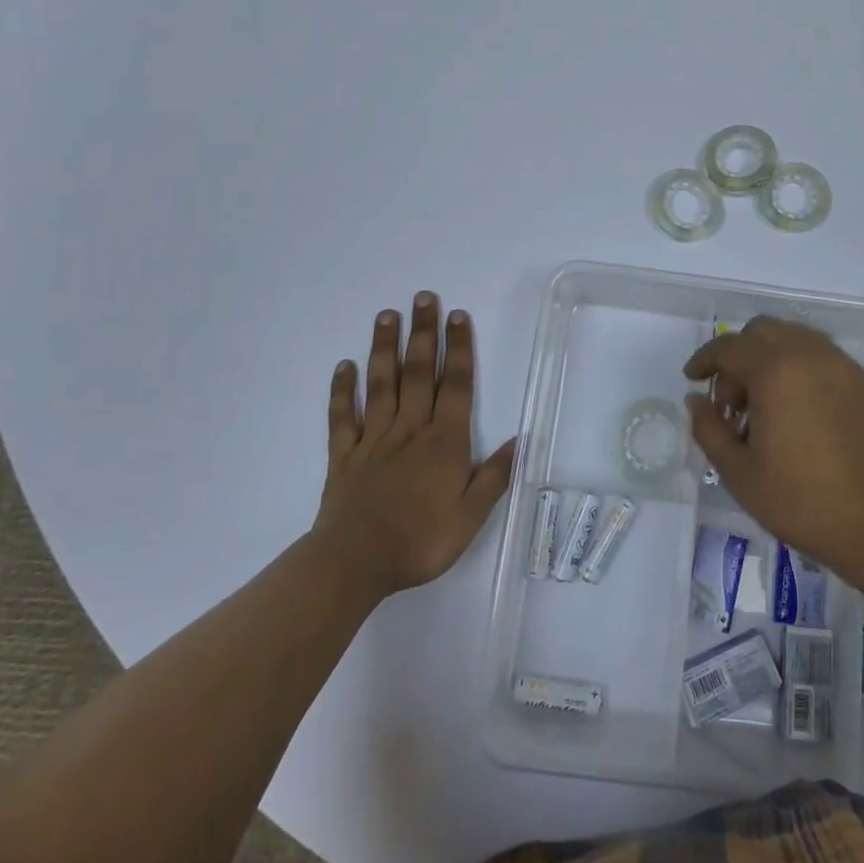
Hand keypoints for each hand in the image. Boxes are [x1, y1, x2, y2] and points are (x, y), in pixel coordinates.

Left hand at [313, 292, 515, 603]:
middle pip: (419, 372)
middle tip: (423, 297)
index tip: (457, 315)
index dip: (459, 348)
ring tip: (386, 316)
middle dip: (423, 332)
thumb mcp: (470, 517)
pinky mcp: (344, 456)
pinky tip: (344, 366)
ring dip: (384, 348)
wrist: (354, 565)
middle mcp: (410, 430)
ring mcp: (374, 439)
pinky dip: (342, 391)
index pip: (456, 385)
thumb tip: (521, 441)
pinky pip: (342, 417)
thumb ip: (494, 476)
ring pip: (382, 385)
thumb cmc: (419, 542)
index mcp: (444, 441)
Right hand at [683, 316, 863, 599]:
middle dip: (739, 356)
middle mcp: (810, 354)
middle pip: (762, 331)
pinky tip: (803, 414)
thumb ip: (709, 429)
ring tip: (767, 406)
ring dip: (772, 359)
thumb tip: (697, 400)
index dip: (704, 360)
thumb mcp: (739, 473)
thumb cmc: (803, 501)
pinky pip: (824, 360)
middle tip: (732, 401)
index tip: (692, 379)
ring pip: (796, 340)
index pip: (728, 347)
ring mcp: (844, 366)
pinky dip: (803, 371)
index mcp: (775, 369)